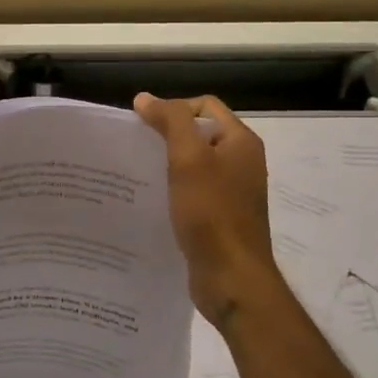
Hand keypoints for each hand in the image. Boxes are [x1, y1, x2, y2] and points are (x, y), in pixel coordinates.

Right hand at [134, 93, 284, 327]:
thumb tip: (145, 98)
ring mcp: (233, 192)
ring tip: (138, 175)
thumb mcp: (189, 159)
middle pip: (199, 134)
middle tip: (135, 150)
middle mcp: (241, 162)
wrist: (232, 278)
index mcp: (241, 142)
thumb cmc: (211, 214)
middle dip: (167, 137)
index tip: (144, 128)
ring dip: (168, 165)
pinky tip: (152, 202)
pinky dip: (174, 191)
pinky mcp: (221, 217)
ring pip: (195, 165)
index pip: (204, 106)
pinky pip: (194, 192)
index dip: (173, 109)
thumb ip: (170, 122)